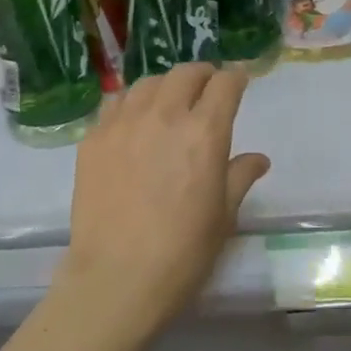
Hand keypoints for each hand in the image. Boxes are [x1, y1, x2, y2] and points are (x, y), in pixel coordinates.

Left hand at [56, 63, 269, 340]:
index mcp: (203, 133)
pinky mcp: (93, 138)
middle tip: (207, 87)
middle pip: (184, 74)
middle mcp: (163, 115)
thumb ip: (239, 177)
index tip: (238, 81)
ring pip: (147, 83)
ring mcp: (122, 123)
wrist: (116, 277)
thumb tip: (257, 158)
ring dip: (166, 86)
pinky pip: (115, 104)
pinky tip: (134, 122)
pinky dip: (132, 103)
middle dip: (202, 75)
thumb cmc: (181, 253)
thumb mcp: (223, 217)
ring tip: (169, 101)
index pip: (224, 84)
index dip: (235, 78)